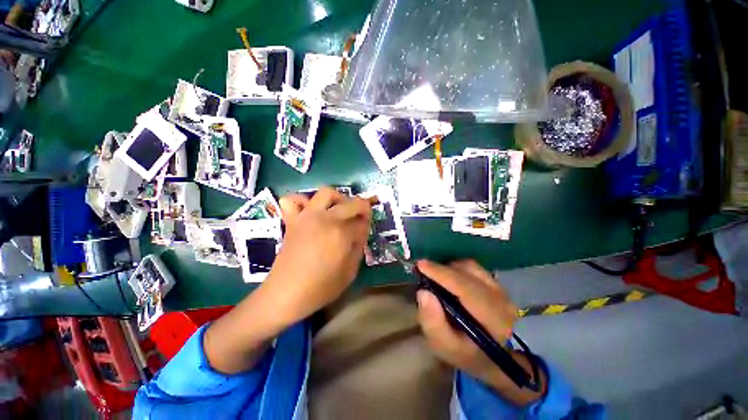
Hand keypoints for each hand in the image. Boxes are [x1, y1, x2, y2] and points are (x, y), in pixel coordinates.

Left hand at [204, 187, 370, 373]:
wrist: (286, 294)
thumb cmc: (321, 288)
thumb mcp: (350, 272)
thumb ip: (359, 247)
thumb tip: (361, 230)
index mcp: (342, 234)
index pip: (362, 221)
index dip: (367, 225)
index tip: (364, 232)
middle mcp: (326, 219)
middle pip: (351, 203)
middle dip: (361, 208)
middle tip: (360, 219)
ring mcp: (307, 217)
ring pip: (326, 192)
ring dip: (338, 198)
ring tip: (339, 210)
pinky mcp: (293, 220)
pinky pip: (293, 200)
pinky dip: (302, 201)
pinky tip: (310, 210)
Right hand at [416, 259, 545, 405]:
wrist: (490, 357)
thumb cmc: (465, 354)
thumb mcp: (443, 346)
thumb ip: (432, 322)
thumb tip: (423, 292)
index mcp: (493, 320)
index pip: (466, 288)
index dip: (442, 274)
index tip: (421, 265)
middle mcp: (502, 300)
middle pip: (468, 273)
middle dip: (442, 270)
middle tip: (423, 271)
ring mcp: (501, 290)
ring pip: (471, 267)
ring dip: (449, 268)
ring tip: (436, 276)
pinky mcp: (496, 284)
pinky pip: (473, 267)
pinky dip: (457, 268)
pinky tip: (448, 277)